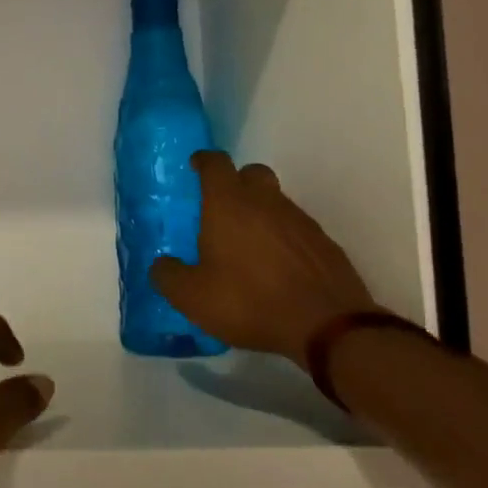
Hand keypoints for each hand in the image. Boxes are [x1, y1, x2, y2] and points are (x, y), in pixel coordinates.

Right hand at [151, 151, 380, 360]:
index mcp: (228, 204)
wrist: (326, 326)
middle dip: (236, 181)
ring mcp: (300, 221)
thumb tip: (161, 265)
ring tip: (247, 245)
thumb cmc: (249, 301)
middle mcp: (266, 202)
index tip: (195, 166)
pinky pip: (297, 229)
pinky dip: (283, 238)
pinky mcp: (324, 244)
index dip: (203, 161)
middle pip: (252, 173)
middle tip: (221, 206)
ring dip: (261, 212)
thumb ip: (168, 276)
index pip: (215, 164)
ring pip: (276, 201)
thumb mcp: (192, 296)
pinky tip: (276, 266)